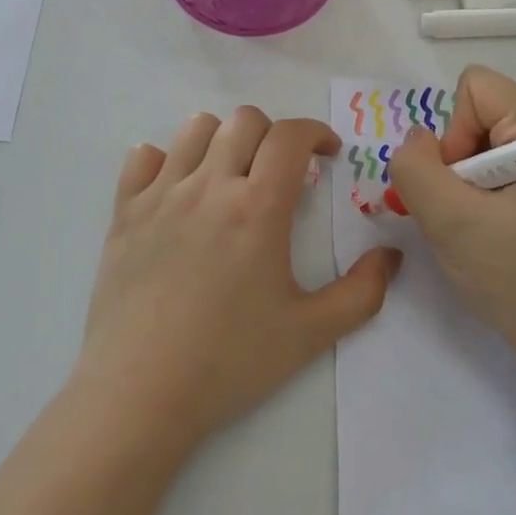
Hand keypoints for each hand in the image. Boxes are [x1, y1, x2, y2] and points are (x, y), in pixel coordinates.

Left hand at [74, 107, 402, 449]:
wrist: (139, 393)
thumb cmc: (229, 361)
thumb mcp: (311, 333)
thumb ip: (363, 292)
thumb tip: (391, 255)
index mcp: (257, 207)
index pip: (290, 136)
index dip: (316, 132)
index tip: (327, 154)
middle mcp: (208, 187)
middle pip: (244, 121)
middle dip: (274, 134)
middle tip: (282, 172)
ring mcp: (160, 196)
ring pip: (195, 129)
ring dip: (223, 139)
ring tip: (231, 174)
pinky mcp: (124, 213)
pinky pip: (142, 158)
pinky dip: (165, 160)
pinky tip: (177, 190)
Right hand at [389, 66, 515, 355]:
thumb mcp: (450, 221)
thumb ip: (415, 167)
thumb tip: (416, 140)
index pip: (475, 90)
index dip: (453, 136)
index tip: (464, 189)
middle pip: (478, 116)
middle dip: (458, 163)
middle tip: (468, 216)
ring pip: (483, 145)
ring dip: (466, 184)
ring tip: (480, 229)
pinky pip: (500, 167)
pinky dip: (482, 196)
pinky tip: (493, 234)